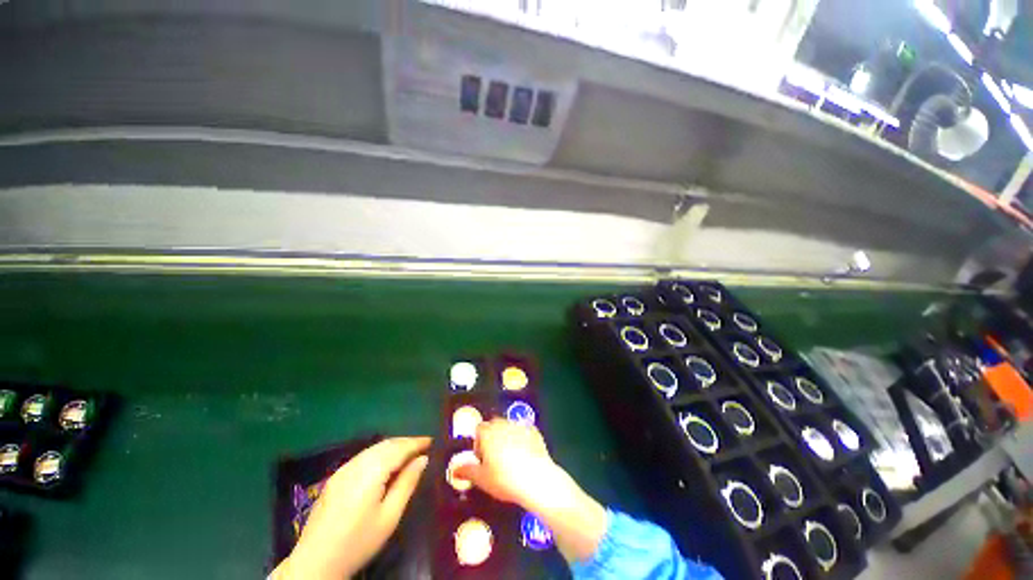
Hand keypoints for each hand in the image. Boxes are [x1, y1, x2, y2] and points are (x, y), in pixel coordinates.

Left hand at [274, 437, 430, 579]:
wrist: (315, 562)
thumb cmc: (358, 542)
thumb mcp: (389, 517)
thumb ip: (407, 484)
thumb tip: (423, 459)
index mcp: (371, 472)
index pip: (399, 448)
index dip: (417, 442)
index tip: (432, 441)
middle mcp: (356, 464)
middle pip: (386, 444)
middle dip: (406, 442)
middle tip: (423, 447)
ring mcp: (343, 469)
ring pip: (374, 448)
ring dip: (393, 447)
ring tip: (409, 453)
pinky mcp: (336, 477)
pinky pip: (363, 456)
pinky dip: (379, 453)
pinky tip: (385, 463)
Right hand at [453, 419, 559, 508]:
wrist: (535, 479)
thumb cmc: (505, 479)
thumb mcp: (481, 479)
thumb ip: (466, 471)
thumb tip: (456, 469)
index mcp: (488, 432)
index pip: (479, 429)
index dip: (478, 443)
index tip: (481, 458)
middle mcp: (503, 424)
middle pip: (494, 426)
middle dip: (492, 439)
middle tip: (494, 459)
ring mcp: (520, 426)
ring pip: (509, 428)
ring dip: (507, 438)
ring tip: (509, 459)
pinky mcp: (534, 432)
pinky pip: (524, 433)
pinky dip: (522, 440)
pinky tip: (524, 456)